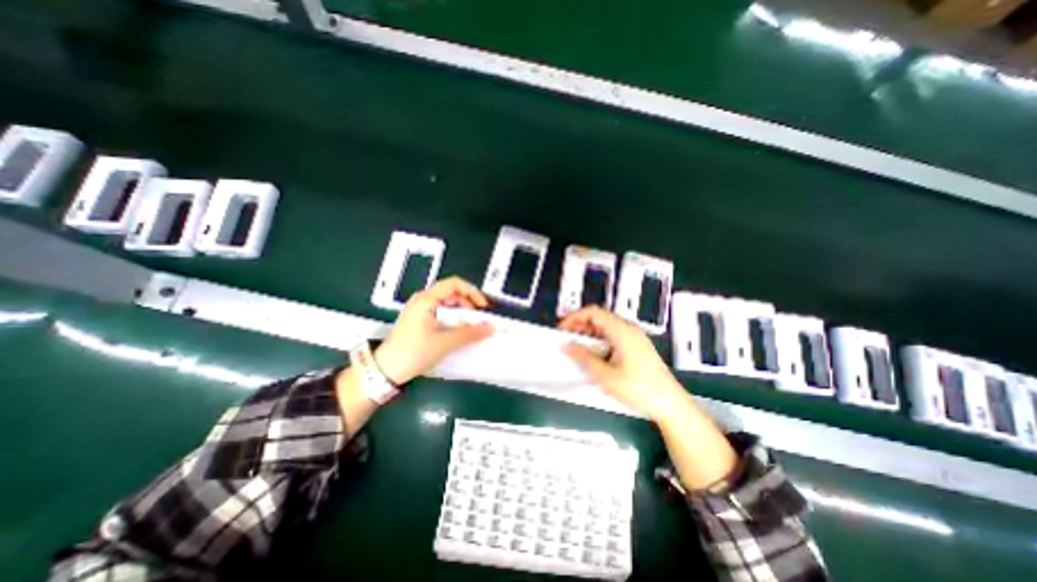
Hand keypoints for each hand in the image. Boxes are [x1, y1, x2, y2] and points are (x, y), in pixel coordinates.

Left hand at [372, 276, 493, 386]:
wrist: (386, 371)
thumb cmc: (411, 352)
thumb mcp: (444, 342)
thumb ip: (470, 333)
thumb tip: (490, 327)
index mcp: (426, 299)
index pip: (454, 284)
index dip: (472, 292)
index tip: (482, 307)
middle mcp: (423, 300)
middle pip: (453, 293)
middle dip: (469, 305)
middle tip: (479, 320)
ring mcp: (421, 310)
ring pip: (449, 305)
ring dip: (462, 314)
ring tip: (471, 328)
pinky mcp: (422, 321)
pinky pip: (443, 314)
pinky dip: (454, 320)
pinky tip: (459, 332)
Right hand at [558, 304, 686, 423]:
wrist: (670, 404)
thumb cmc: (639, 389)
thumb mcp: (606, 375)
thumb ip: (584, 358)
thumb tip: (566, 346)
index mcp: (622, 330)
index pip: (593, 312)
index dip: (575, 317)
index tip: (562, 330)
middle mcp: (628, 328)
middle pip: (599, 317)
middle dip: (580, 325)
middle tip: (566, 339)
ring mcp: (634, 336)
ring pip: (606, 326)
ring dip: (589, 333)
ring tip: (577, 348)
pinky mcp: (636, 345)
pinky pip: (613, 335)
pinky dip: (599, 340)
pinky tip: (593, 354)